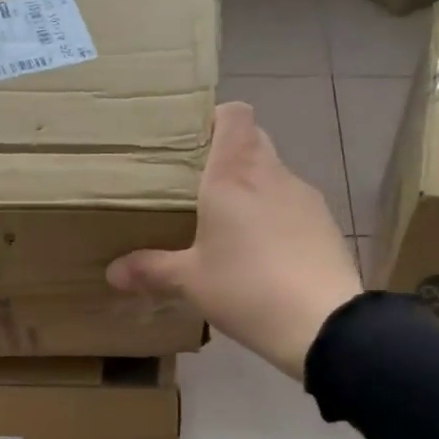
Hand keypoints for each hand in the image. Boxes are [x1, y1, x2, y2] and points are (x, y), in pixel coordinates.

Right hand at [108, 102, 362, 378]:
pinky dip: (276, 217)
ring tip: (230, 226)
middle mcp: (272, 174)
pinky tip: (264, 254)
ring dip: (254, 189)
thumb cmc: (246, 288)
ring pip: (274, 175)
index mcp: (234, 174)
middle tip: (199, 188)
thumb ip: (150, 270)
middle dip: (229, 156)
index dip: (216, 119)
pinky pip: (293, 206)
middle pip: (253, 140)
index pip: (235, 114)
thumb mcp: (190, 282)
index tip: (194, 144)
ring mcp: (305, 197)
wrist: (322, 324)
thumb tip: (112, 272)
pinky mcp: (326, 224)